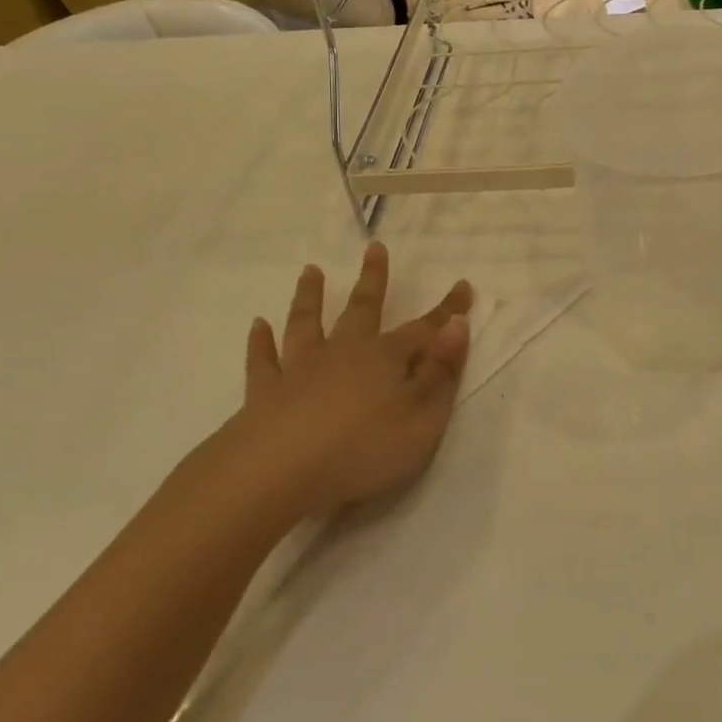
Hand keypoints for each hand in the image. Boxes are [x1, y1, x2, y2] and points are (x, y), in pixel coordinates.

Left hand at [216, 242, 472, 521]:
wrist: (277, 474)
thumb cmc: (362, 450)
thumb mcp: (421, 420)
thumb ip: (441, 374)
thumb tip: (457, 327)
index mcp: (385, 358)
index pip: (424, 329)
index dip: (447, 310)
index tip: (464, 286)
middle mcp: (343, 352)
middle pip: (362, 309)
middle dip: (372, 279)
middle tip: (374, 248)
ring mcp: (300, 369)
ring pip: (307, 323)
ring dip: (310, 296)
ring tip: (311, 271)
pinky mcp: (264, 394)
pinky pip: (263, 360)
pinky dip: (261, 343)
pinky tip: (258, 326)